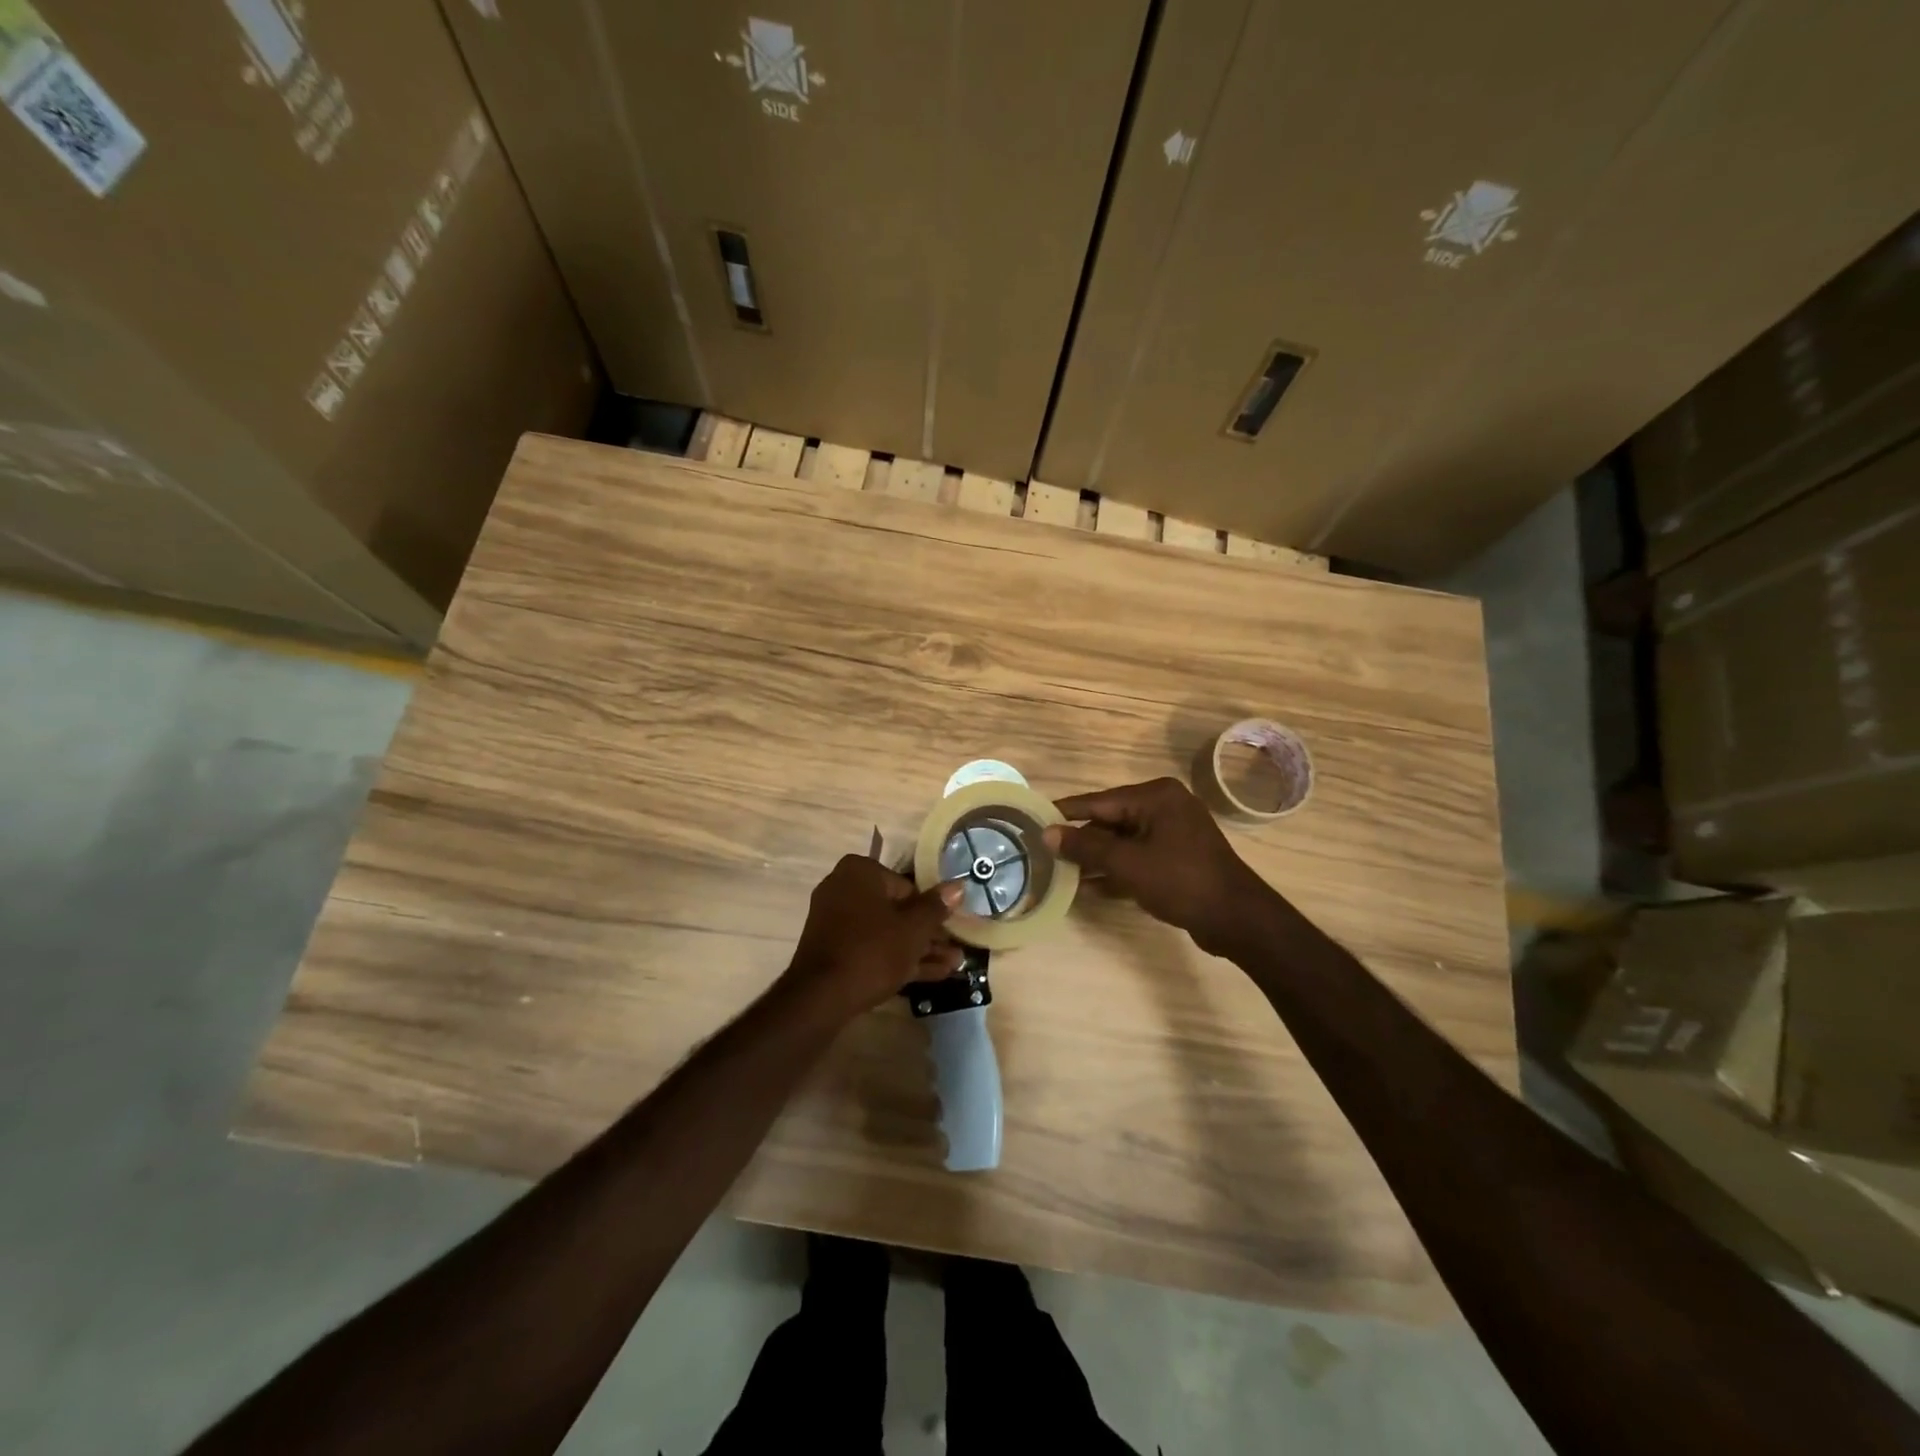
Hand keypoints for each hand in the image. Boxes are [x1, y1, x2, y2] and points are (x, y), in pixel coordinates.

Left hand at [783, 855, 965, 1021]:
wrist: (822, 997)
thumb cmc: (873, 949)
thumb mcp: (913, 928)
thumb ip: (936, 907)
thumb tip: (958, 886)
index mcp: (860, 872)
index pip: (907, 886)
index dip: (930, 909)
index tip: (949, 927)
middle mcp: (843, 889)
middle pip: (897, 910)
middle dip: (927, 933)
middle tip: (956, 948)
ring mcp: (836, 922)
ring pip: (887, 932)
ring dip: (919, 949)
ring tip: (954, 964)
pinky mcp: (835, 950)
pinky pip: (872, 948)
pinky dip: (898, 959)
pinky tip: (934, 974)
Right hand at [1044, 778, 1273, 957]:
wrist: (1237, 919)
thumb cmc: (1181, 881)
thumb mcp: (1127, 864)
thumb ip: (1086, 846)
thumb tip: (1047, 833)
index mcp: (1156, 796)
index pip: (1099, 801)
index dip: (1066, 813)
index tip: (1035, 819)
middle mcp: (1165, 806)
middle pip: (1110, 820)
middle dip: (1081, 841)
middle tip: (1047, 854)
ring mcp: (1173, 832)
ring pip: (1123, 841)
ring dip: (1096, 859)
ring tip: (1062, 874)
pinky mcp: (1178, 857)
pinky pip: (1138, 857)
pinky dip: (1117, 870)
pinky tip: (1090, 888)